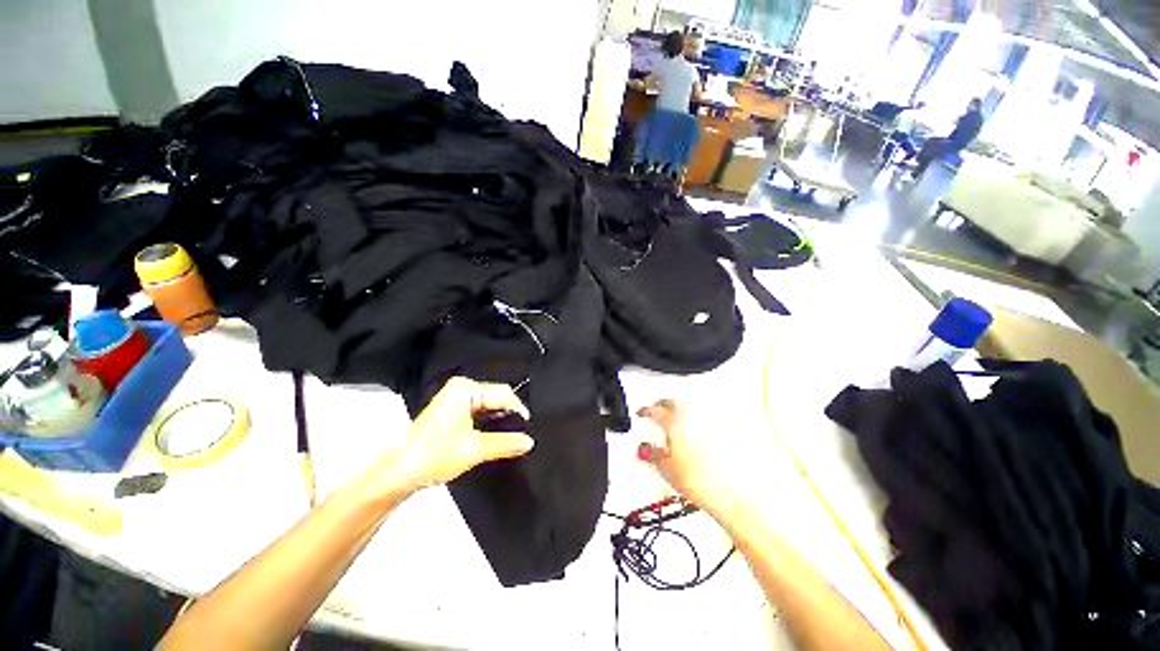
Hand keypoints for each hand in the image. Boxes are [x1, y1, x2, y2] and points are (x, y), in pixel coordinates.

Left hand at [371, 378, 533, 497]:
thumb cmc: (435, 455)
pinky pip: (479, 410)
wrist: (399, 473)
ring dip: (500, 419)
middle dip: (510, 413)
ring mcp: (455, 398)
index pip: (503, 393)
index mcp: (465, 389)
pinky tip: (496, 433)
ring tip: (512, 434)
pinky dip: (489, 421)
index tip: (528, 428)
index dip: (519, 410)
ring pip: (489, 404)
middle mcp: (461, 388)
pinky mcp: (452, 409)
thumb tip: (530, 441)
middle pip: (496, 396)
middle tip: (522, 432)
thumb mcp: (475, 449)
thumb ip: (506, 443)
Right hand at [638, 400, 731, 511]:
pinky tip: (690, 429)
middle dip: (663, 404)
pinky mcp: (716, 434)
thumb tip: (643, 448)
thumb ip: (650, 453)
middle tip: (656, 408)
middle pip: (674, 403)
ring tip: (672, 416)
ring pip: (689, 407)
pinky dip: (693, 420)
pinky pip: (702, 419)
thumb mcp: (663, 467)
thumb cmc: (695, 480)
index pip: (655, 411)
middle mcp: (690, 420)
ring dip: (678, 408)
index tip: (641, 412)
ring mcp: (705, 426)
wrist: (720, 492)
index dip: (645, 411)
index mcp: (674, 424)